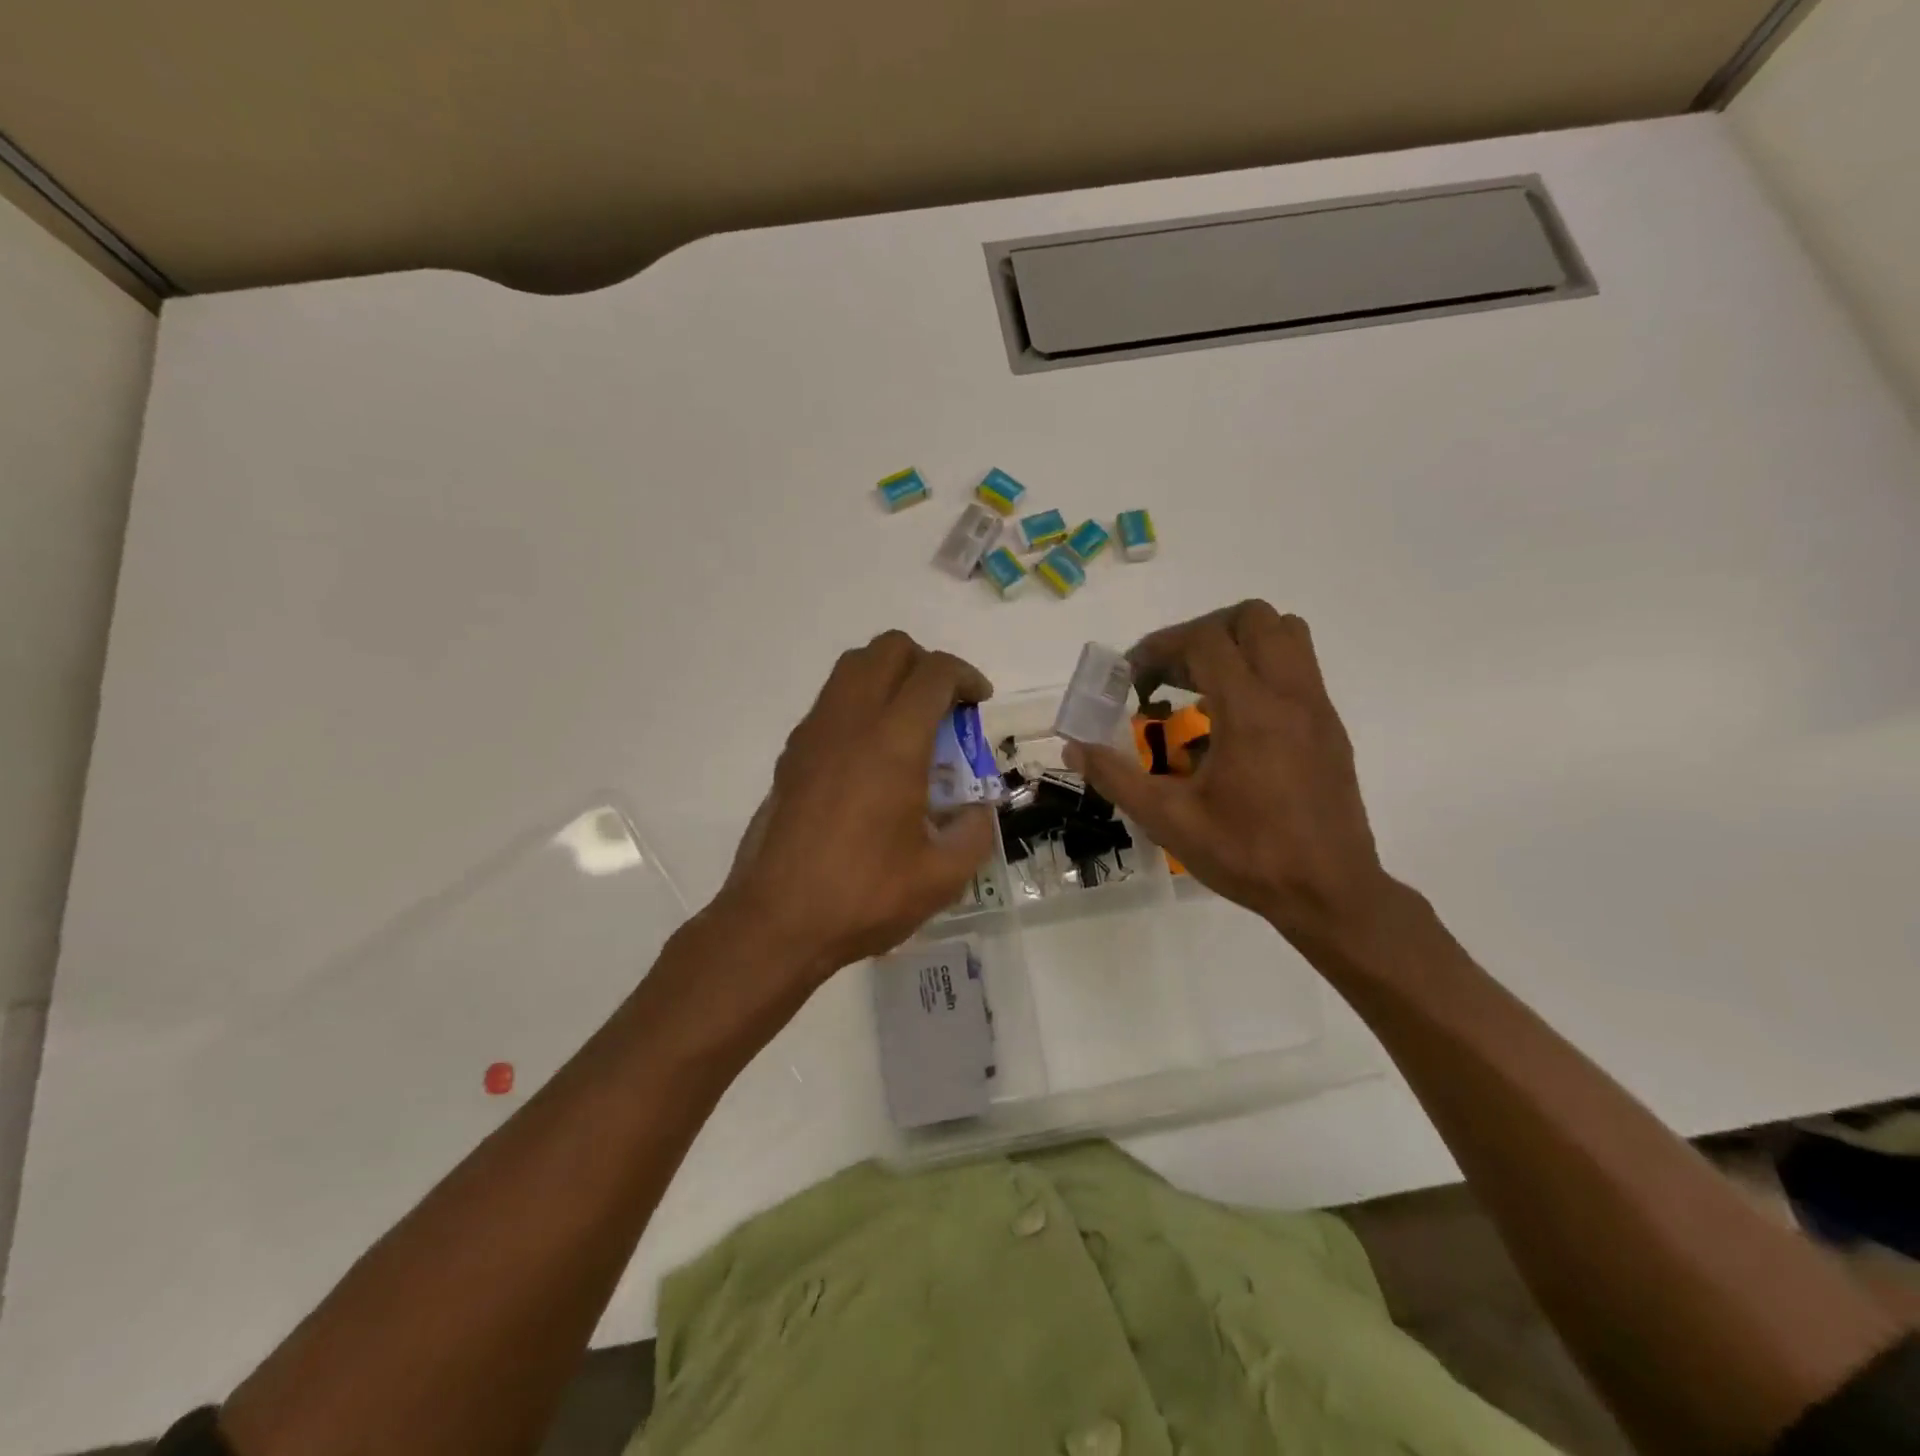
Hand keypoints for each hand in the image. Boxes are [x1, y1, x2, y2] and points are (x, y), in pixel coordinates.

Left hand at [712, 630, 997, 981]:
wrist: (776, 922)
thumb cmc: (863, 897)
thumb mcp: (942, 877)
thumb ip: (974, 832)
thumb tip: (977, 810)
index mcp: (893, 743)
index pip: (933, 674)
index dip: (965, 676)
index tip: (979, 702)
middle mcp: (850, 723)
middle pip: (887, 649)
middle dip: (925, 663)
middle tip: (944, 706)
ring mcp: (813, 735)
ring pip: (852, 668)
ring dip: (888, 677)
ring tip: (909, 726)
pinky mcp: (791, 755)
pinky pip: (831, 702)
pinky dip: (860, 705)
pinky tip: (872, 758)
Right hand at [1063, 602, 1394, 947]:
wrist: (1329, 893)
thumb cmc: (1247, 855)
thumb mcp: (1168, 820)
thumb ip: (1116, 777)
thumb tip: (1074, 748)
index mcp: (1250, 712)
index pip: (1204, 640)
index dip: (1159, 647)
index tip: (1131, 679)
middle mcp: (1290, 695)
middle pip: (1252, 618)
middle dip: (1201, 634)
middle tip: (1170, 675)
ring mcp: (1318, 708)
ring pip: (1285, 634)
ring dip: (1238, 644)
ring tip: (1203, 686)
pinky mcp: (1330, 727)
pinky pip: (1298, 668)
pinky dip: (1260, 671)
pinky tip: (1233, 721)